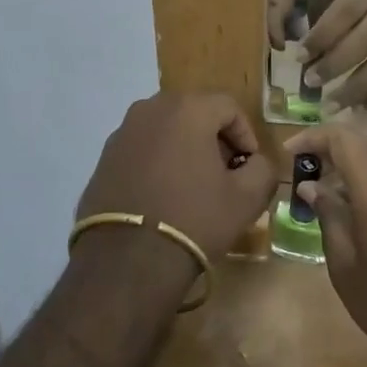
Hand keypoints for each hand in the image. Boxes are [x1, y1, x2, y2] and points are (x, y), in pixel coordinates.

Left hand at [77, 93, 278, 260]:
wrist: (127, 260)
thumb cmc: (194, 219)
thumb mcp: (247, 198)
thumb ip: (263, 169)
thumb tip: (254, 162)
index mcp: (187, 109)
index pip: (228, 106)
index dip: (246, 134)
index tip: (249, 166)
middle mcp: (150, 108)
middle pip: (194, 112)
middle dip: (214, 139)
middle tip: (225, 173)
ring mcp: (122, 132)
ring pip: (165, 129)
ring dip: (184, 148)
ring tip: (194, 185)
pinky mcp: (104, 157)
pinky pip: (141, 149)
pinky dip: (157, 162)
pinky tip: (163, 195)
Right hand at [285, 124, 366, 366]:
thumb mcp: (346, 266)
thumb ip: (328, 217)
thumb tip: (311, 186)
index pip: (341, 137)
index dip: (312, 137)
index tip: (289, 154)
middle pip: (366, 137)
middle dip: (333, 143)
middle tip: (307, 165)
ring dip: (356, 161)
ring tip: (331, 190)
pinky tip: (364, 212)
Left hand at [301, 0, 366, 107]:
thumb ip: (338, 12)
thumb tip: (309, 50)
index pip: (345, 13)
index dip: (321, 37)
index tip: (299, 57)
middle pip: (364, 42)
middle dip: (334, 66)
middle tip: (311, 83)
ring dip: (356, 90)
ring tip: (332, 106)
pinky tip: (362, 105)